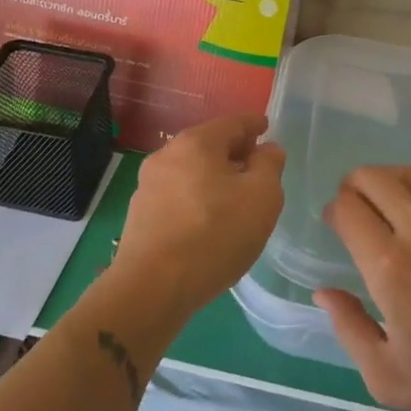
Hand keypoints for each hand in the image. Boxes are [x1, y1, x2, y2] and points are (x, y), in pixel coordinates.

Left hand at [113, 113, 284, 315]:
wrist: (153, 288)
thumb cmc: (215, 234)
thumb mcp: (262, 197)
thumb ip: (269, 166)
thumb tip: (267, 150)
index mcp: (197, 142)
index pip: (233, 122)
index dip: (254, 124)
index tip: (266, 128)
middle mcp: (167, 155)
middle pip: (209, 144)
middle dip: (235, 151)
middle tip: (257, 166)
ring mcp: (149, 185)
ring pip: (192, 170)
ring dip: (215, 176)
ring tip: (236, 197)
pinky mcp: (141, 214)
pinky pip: (178, 194)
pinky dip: (198, 196)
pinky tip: (209, 219)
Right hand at [314, 166, 410, 410]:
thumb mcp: (385, 376)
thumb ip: (347, 327)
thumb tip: (323, 290)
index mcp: (392, 268)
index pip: (347, 208)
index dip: (334, 211)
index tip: (336, 225)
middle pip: (373, 178)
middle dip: (354, 187)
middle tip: (356, 208)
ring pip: (410, 174)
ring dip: (388, 182)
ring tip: (387, 204)